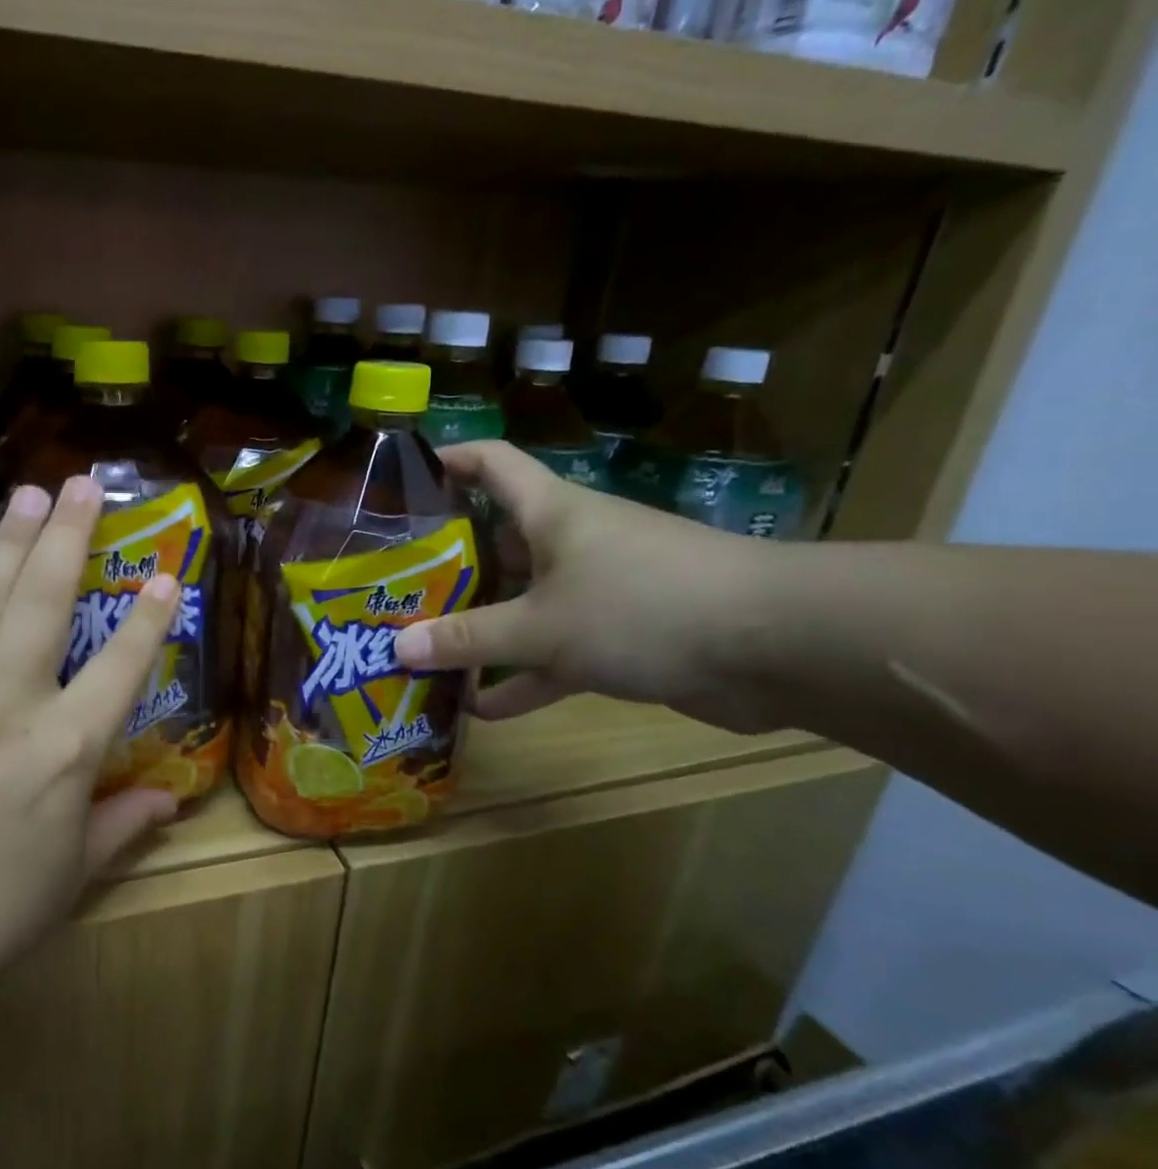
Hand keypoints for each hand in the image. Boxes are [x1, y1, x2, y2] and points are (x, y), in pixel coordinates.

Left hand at [0, 476, 181, 981]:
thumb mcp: (73, 874)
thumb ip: (123, 824)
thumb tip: (170, 800)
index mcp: (64, 752)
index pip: (121, 669)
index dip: (148, 620)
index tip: (166, 573)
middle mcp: (7, 707)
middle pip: (45, 606)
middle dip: (68, 539)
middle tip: (83, 485)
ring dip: (8, 543)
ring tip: (29, 494)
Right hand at [394, 441, 780, 732]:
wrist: (775, 647)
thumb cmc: (642, 606)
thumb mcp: (541, 626)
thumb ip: (469, 638)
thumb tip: (398, 648)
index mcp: (550, 512)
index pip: (491, 463)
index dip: (448, 460)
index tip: (402, 479)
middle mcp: (569, 542)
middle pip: (496, 542)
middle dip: (447, 568)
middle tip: (393, 593)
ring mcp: (596, 590)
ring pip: (522, 603)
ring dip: (480, 630)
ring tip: (424, 653)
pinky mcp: (620, 636)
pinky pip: (555, 652)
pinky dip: (523, 676)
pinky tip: (482, 708)